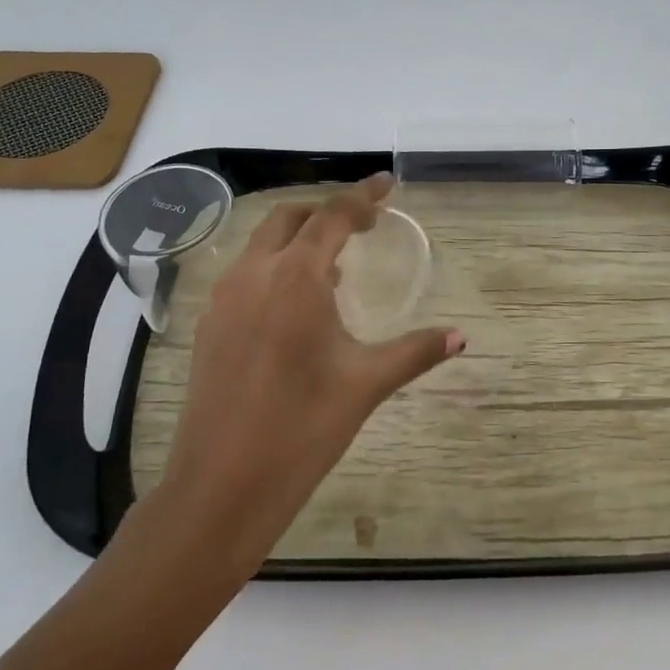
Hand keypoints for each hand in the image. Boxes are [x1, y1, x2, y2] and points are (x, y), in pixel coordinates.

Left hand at [123, 173, 463, 588]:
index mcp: (295, 278)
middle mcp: (253, 275)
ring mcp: (223, 300)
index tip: (387, 184)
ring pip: (261, 245)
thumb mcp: (366, 384)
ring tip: (335, 270)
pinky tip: (296, 309)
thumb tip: (461, 337)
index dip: (363, 196)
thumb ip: (415, 351)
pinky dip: (275, 269)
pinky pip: (245, 275)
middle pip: (290, 219)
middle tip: (364, 226)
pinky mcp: (208, 327)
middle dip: (327, 212)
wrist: (222, 485)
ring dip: (298, 240)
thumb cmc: (303, 428)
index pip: (333, 217)